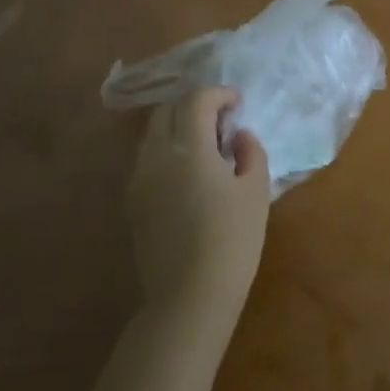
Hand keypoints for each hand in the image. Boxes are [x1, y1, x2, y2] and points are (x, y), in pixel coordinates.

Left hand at [124, 87, 270, 347]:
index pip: (196, 101)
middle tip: (221, 121)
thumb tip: (238, 136)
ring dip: (178, 128)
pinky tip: (191, 174)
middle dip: (194, 106)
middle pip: (167, 111)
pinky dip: (168, 151)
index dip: (218, 94)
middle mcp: (156, 157)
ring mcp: (139, 180)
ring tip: (207, 146)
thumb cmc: (232, 241)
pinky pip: (148, 159)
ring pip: (153, 135)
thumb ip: (250, 153)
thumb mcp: (256, 192)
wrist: (189, 297)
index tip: (237, 103)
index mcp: (188, 149)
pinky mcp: (133, 202)